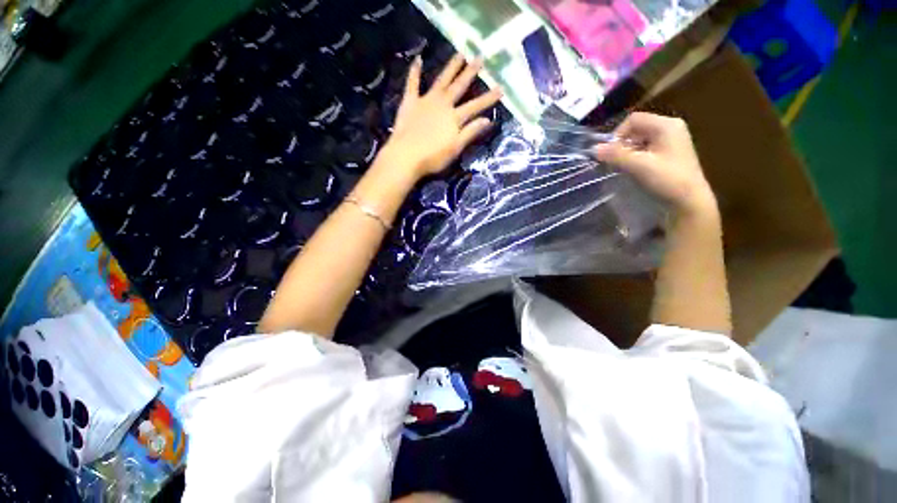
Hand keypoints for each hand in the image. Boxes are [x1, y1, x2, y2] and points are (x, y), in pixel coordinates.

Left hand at [383, 54, 502, 178]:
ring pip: (441, 80)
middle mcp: (442, 104)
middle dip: (470, 72)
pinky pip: (412, 83)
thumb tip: (487, 120)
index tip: (501, 88)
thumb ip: (470, 132)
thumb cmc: (433, 157)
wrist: (406, 156)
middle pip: (459, 86)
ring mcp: (426, 100)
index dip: (489, 98)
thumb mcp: (455, 148)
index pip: (475, 106)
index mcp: (454, 118)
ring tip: (460, 53)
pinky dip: (415, 71)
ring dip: (451, 67)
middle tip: (480, 58)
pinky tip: (418, 59)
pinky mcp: (410, 102)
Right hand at [593, 112, 715, 215]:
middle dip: (622, 144)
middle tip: (614, 161)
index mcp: (666, 125)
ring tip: (623, 167)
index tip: (609, 153)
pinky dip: (636, 156)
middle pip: (637, 129)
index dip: (617, 134)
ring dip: (627, 151)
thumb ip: (616, 155)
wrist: (690, 201)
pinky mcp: (670, 153)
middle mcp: (670, 127)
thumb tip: (593, 148)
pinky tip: (633, 169)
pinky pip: (647, 148)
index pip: (633, 120)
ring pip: (641, 139)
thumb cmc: (667, 179)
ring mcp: (672, 140)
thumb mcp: (639, 166)